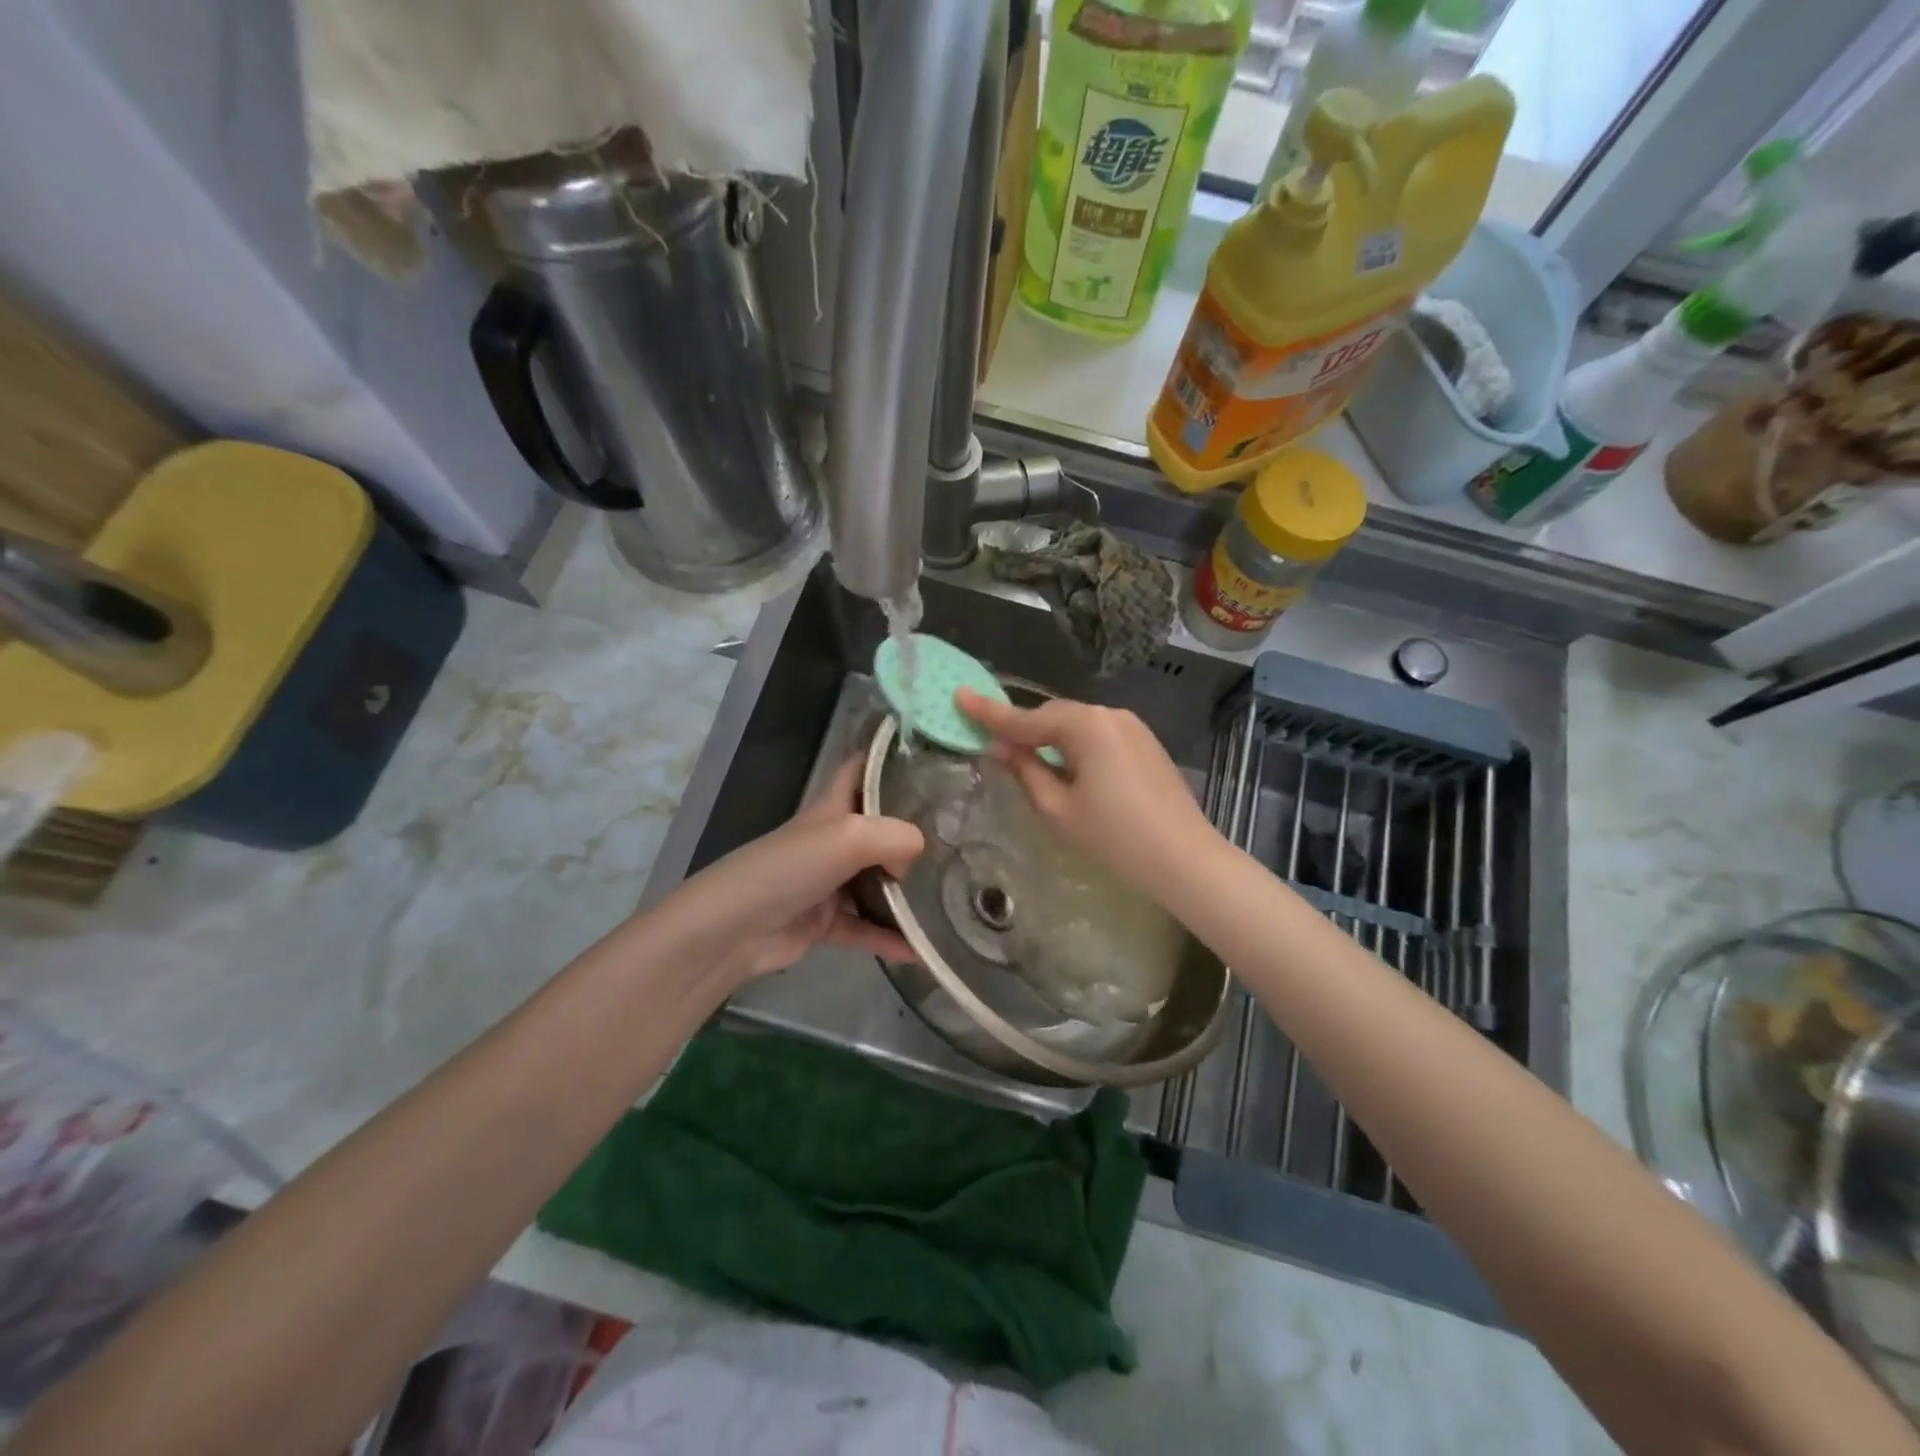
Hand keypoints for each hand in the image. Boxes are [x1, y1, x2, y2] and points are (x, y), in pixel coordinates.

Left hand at [659, 757, 924, 980]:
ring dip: (905, 890)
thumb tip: (914, 861)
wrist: (732, 929)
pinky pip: (864, 927)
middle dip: (913, 829)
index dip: (890, 759)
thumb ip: (895, 838)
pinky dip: (888, 937)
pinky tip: (920, 951)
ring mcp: (827, 882)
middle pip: (878, 827)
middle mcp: (832, 839)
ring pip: (875, 880)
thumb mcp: (848, 837)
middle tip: (961, 834)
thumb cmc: (789, 868)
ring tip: (950, 892)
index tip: (933, 760)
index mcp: (833, 808)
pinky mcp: (822, 922)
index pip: (862, 769)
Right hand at [955, 688, 1219, 894]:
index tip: (959, 697)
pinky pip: (1097, 736)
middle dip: (1023, 729)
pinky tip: (1068, 770)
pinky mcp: (1145, 743)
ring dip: (1049, 739)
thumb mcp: (1058, 808)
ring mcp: (1132, 727)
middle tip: (993, 746)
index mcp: (1085, 725)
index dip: (989, 713)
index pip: (1026, 718)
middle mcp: (1109, 714)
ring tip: (1028, 762)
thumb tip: (1002, 748)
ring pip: (1076, 726)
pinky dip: (1075, 747)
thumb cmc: (1115, 836)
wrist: (1185, 858)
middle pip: (1053, 717)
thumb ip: (1025, 771)